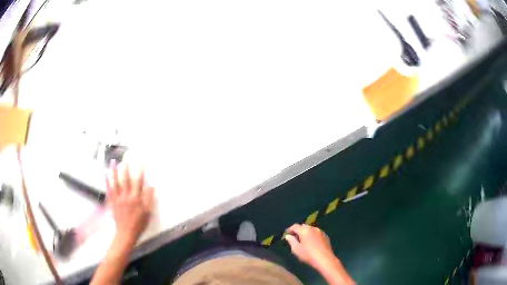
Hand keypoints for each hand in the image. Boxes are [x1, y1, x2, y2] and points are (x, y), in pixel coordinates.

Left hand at [106, 160, 153, 245]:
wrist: (126, 233)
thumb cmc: (139, 224)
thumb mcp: (147, 213)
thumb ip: (148, 199)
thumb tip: (151, 186)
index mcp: (136, 199)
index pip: (138, 182)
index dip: (140, 171)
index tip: (141, 162)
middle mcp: (126, 196)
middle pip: (125, 179)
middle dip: (126, 168)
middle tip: (125, 158)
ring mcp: (118, 198)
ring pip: (115, 182)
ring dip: (114, 171)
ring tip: (113, 162)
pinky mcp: (112, 202)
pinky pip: (109, 190)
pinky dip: (107, 182)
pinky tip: (105, 175)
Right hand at [285, 224, 335, 269]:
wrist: (325, 259)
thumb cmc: (308, 254)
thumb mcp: (296, 249)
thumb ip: (291, 241)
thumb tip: (288, 236)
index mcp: (305, 230)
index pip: (295, 226)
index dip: (290, 229)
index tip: (287, 235)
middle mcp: (313, 228)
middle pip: (303, 226)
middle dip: (298, 231)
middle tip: (295, 238)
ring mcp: (321, 232)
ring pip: (311, 229)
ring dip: (306, 233)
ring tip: (303, 241)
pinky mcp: (326, 236)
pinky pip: (316, 233)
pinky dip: (312, 236)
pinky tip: (312, 243)